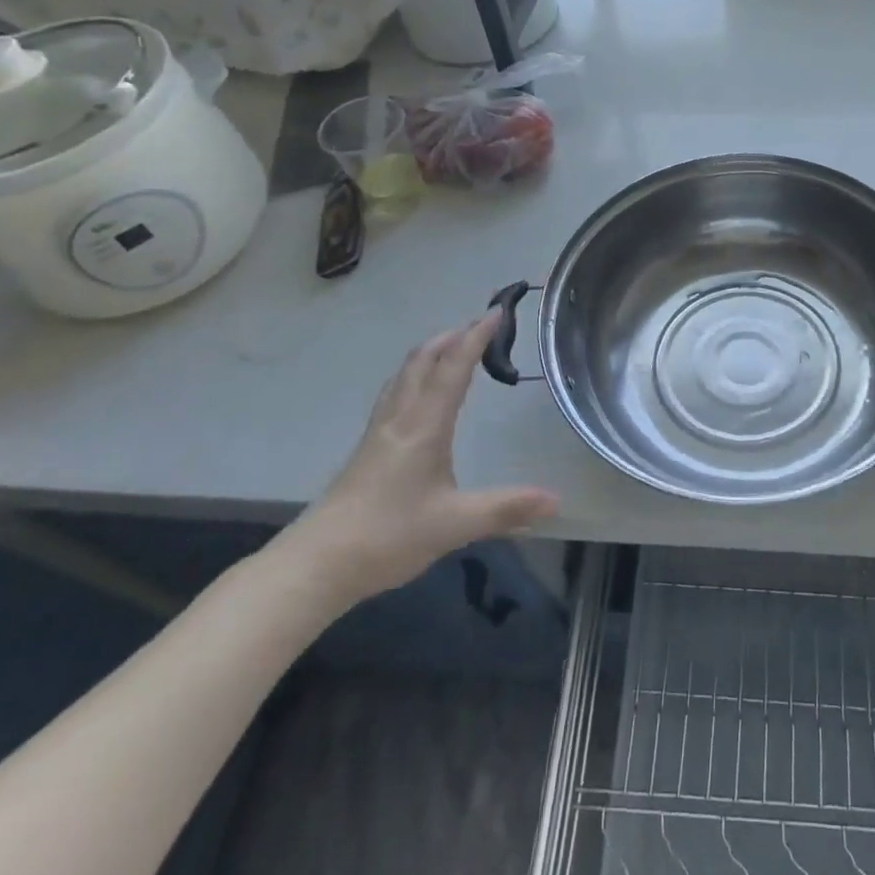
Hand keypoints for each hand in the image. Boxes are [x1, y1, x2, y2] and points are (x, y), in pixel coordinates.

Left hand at [278, 312, 558, 606]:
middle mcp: (400, 418)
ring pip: (404, 374)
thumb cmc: (388, 536)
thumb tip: (556, 500)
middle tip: (479, 324)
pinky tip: (417, 392)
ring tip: (452, 345)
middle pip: (423, 360)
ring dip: (431, 352)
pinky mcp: (368, 447)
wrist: (318, 562)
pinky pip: (395, 392)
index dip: (476, 338)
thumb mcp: (455, 524)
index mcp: (424, 426)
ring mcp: (379, 431)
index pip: (453, 369)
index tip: (496, 312)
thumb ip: (506, 509)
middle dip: (452, 336)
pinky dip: (415, 374)